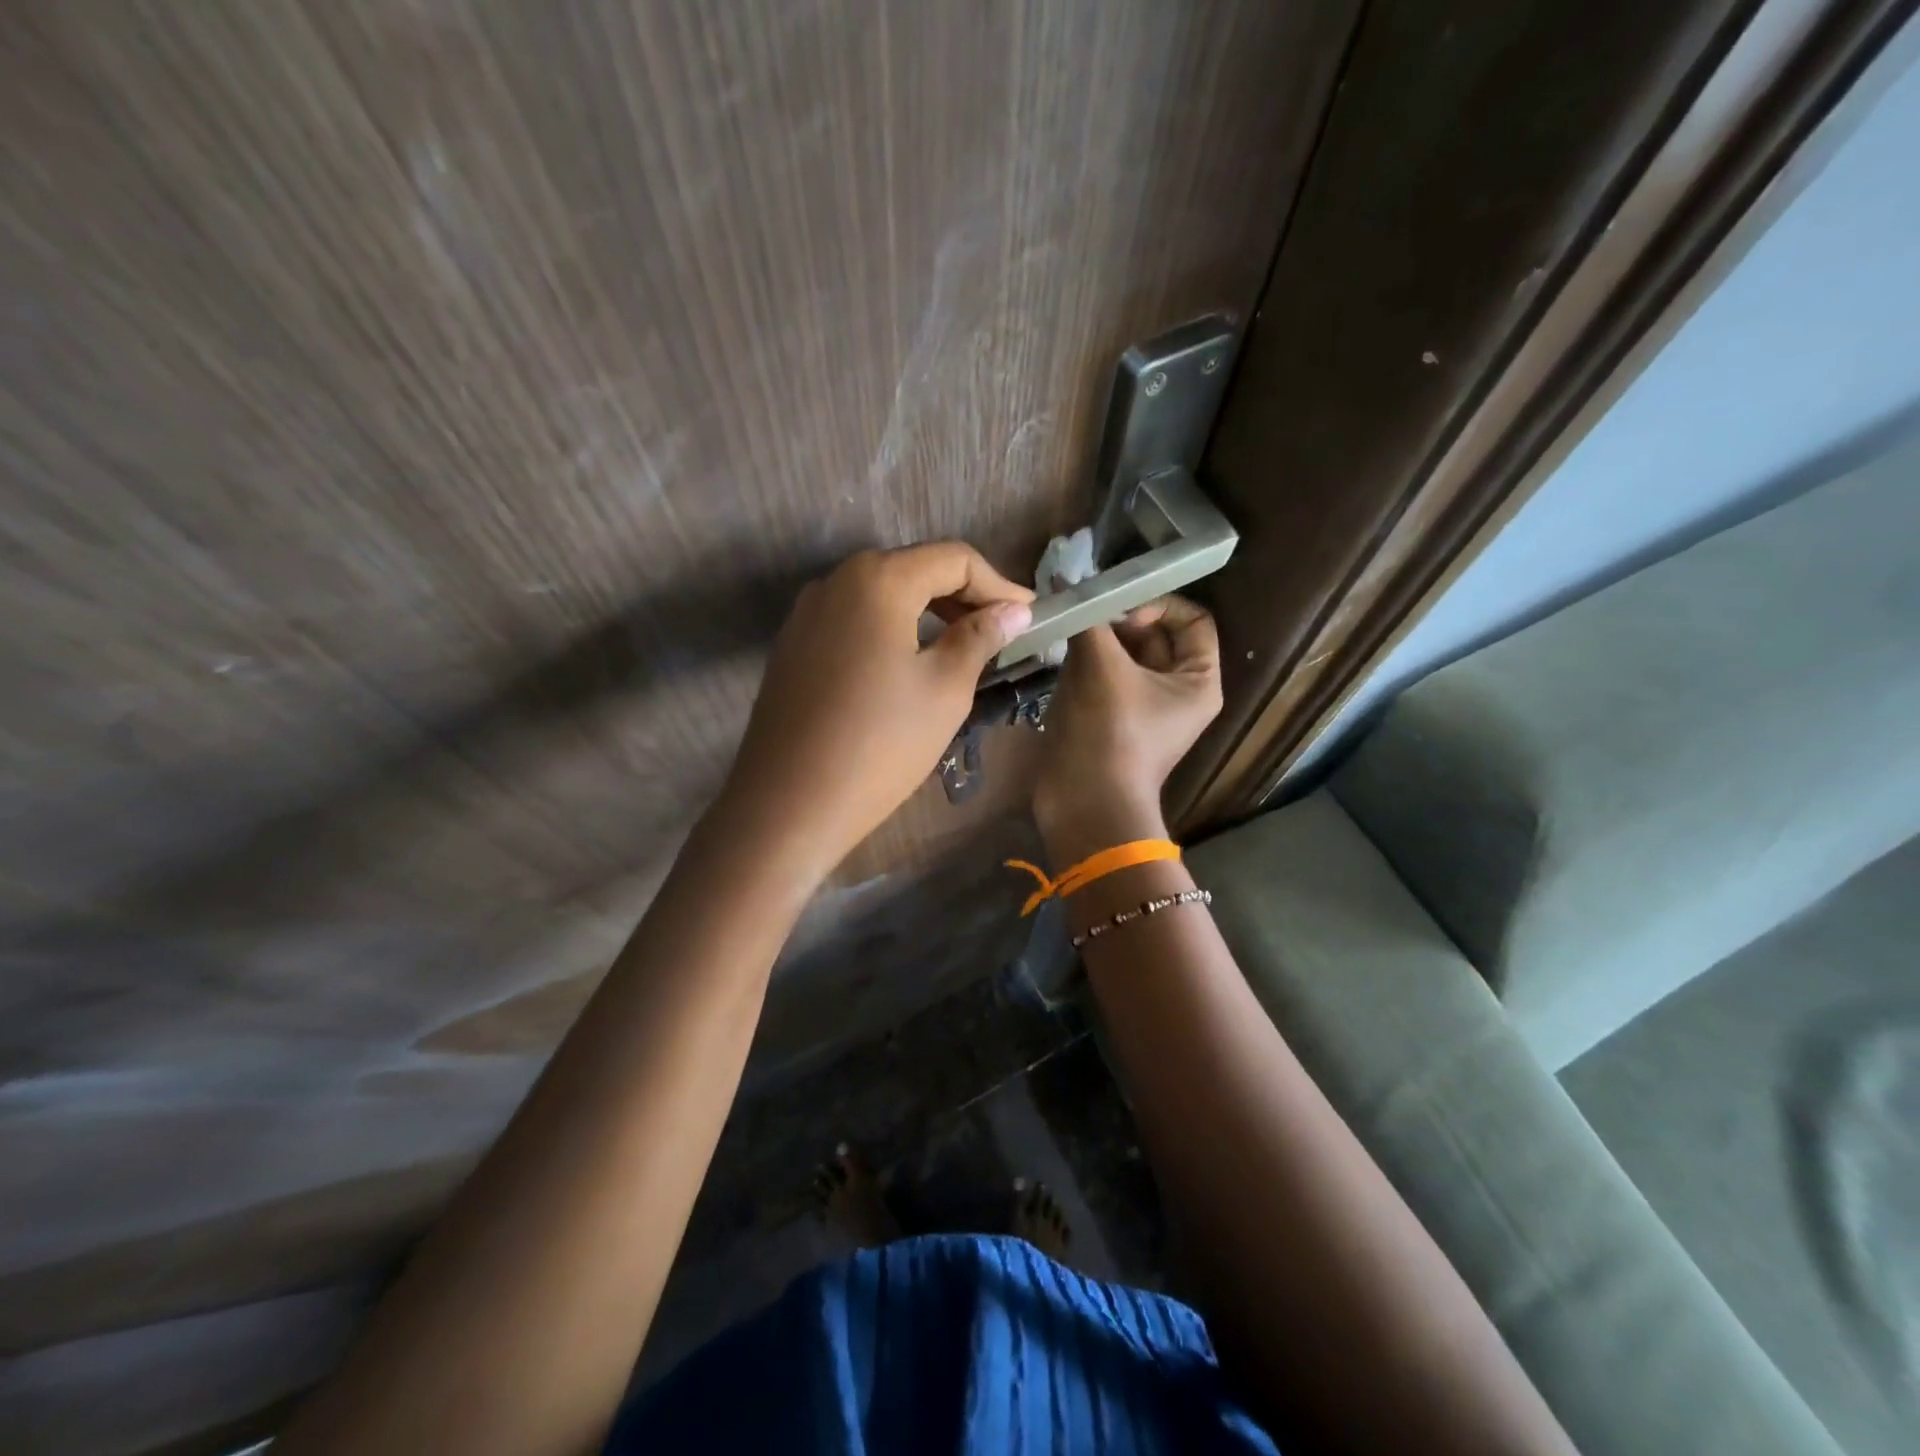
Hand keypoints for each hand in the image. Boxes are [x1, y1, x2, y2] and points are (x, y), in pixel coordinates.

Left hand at [720, 543, 1033, 879]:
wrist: (788, 804)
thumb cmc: (879, 744)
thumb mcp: (945, 690)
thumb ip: (980, 637)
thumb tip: (1012, 611)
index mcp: (877, 580)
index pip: (953, 559)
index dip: (998, 583)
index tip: (1028, 616)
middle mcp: (835, 581)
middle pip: (913, 570)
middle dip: (963, 596)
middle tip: (1000, 633)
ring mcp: (806, 614)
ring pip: (881, 596)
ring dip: (927, 614)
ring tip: (961, 649)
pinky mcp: (792, 646)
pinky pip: (853, 621)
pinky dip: (890, 631)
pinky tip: (908, 666)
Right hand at [1033, 596, 1222, 861]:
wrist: (1085, 805)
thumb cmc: (1108, 733)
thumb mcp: (1101, 667)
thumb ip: (1088, 619)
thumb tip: (1066, 583)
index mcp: (1198, 680)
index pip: (1193, 619)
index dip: (1160, 604)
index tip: (1121, 610)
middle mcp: (1176, 691)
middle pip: (1155, 635)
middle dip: (1119, 619)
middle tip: (1084, 611)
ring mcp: (1142, 708)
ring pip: (1124, 655)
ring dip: (1097, 639)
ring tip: (1068, 627)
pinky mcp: (1111, 720)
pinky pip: (1103, 677)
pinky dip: (1084, 662)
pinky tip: (1058, 652)